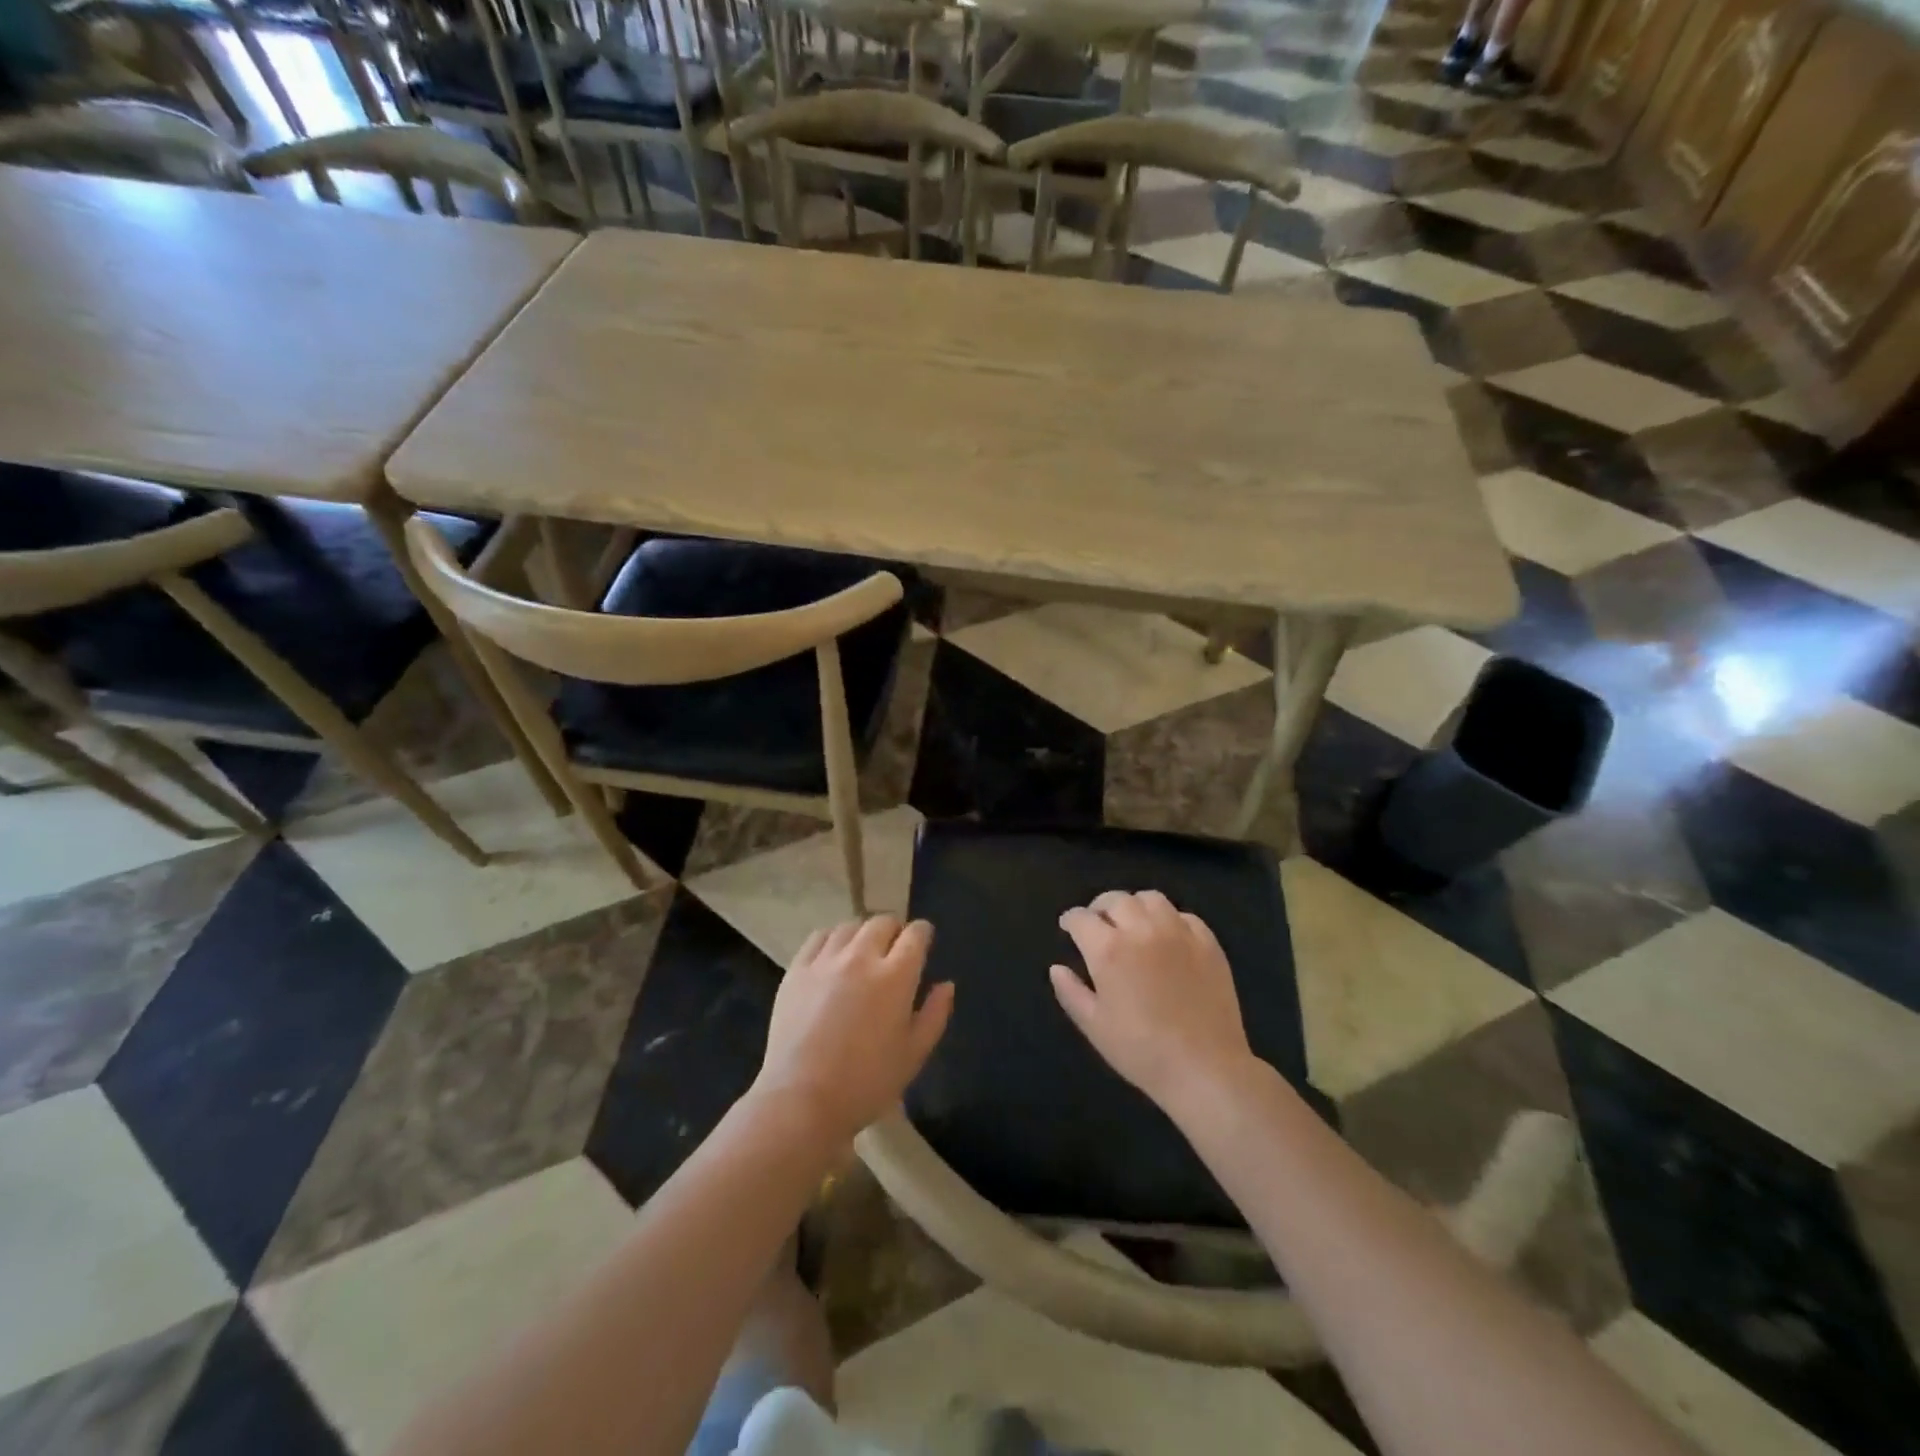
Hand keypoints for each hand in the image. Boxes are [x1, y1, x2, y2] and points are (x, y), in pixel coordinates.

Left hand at [752, 916, 953, 1149]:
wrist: (801, 1100)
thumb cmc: (866, 1083)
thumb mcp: (914, 1055)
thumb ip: (935, 1014)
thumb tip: (946, 984)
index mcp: (896, 976)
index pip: (915, 934)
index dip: (922, 934)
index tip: (923, 943)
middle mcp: (862, 957)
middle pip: (883, 922)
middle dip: (895, 930)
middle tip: (894, 950)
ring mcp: (826, 960)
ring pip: (850, 926)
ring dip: (863, 934)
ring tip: (863, 952)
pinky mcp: (797, 969)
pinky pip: (819, 937)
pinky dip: (833, 939)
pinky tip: (834, 956)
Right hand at [1050, 890, 1257, 1113]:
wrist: (1205, 1069)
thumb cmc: (1141, 1051)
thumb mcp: (1094, 1026)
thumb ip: (1071, 992)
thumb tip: (1056, 968)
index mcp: (1109, 950)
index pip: (1081, 918)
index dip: (1070, 920)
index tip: (1068, 927)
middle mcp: (1142, 930)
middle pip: (1116, 900)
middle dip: (1100, 907)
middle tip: (1098, 923)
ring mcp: (1178, 933)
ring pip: (1151, 899)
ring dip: (1135, 906)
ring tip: (1132, 923)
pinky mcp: (1208, 943)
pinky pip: (1184, 916)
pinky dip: (1169, 919)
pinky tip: (1167, 936)